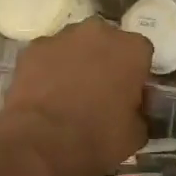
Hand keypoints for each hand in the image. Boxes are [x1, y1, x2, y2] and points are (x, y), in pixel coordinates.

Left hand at [0, 20, 152, 175]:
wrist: (41, 143)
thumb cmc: (97, 138)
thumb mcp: (135, 134)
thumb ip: (141, 111)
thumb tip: (135, 108)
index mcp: (132, 49)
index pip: (142, 54)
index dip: (135, 74)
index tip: (129, 94)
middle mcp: (100, 32)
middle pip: (107, 42)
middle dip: (105, 60)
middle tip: (99, 91)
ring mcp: (62, 37)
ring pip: (75, 45)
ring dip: (75, 61)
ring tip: (68, 93)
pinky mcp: (33, 48)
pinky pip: (47, 56)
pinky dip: (47, 69)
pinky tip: (44, 94)